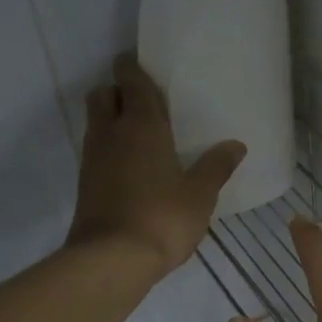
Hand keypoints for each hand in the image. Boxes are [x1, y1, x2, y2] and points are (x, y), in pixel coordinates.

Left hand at [68, 55, 244, 279]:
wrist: (111, 260)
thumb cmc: (162, 218)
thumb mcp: (200, 194)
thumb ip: (217, 166)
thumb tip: (236, 145)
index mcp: (142, 126)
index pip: (131, 83)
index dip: (132, 68)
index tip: (136, 61)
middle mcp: (112, 134)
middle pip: (102, 95)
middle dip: (116, 90)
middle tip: (141, 100)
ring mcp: (93, 159)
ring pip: (96, 122)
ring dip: (110, 118)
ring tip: (138, 131)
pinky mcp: (85, 184)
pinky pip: (96, 150)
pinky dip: (109, 146)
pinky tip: (130, 164)